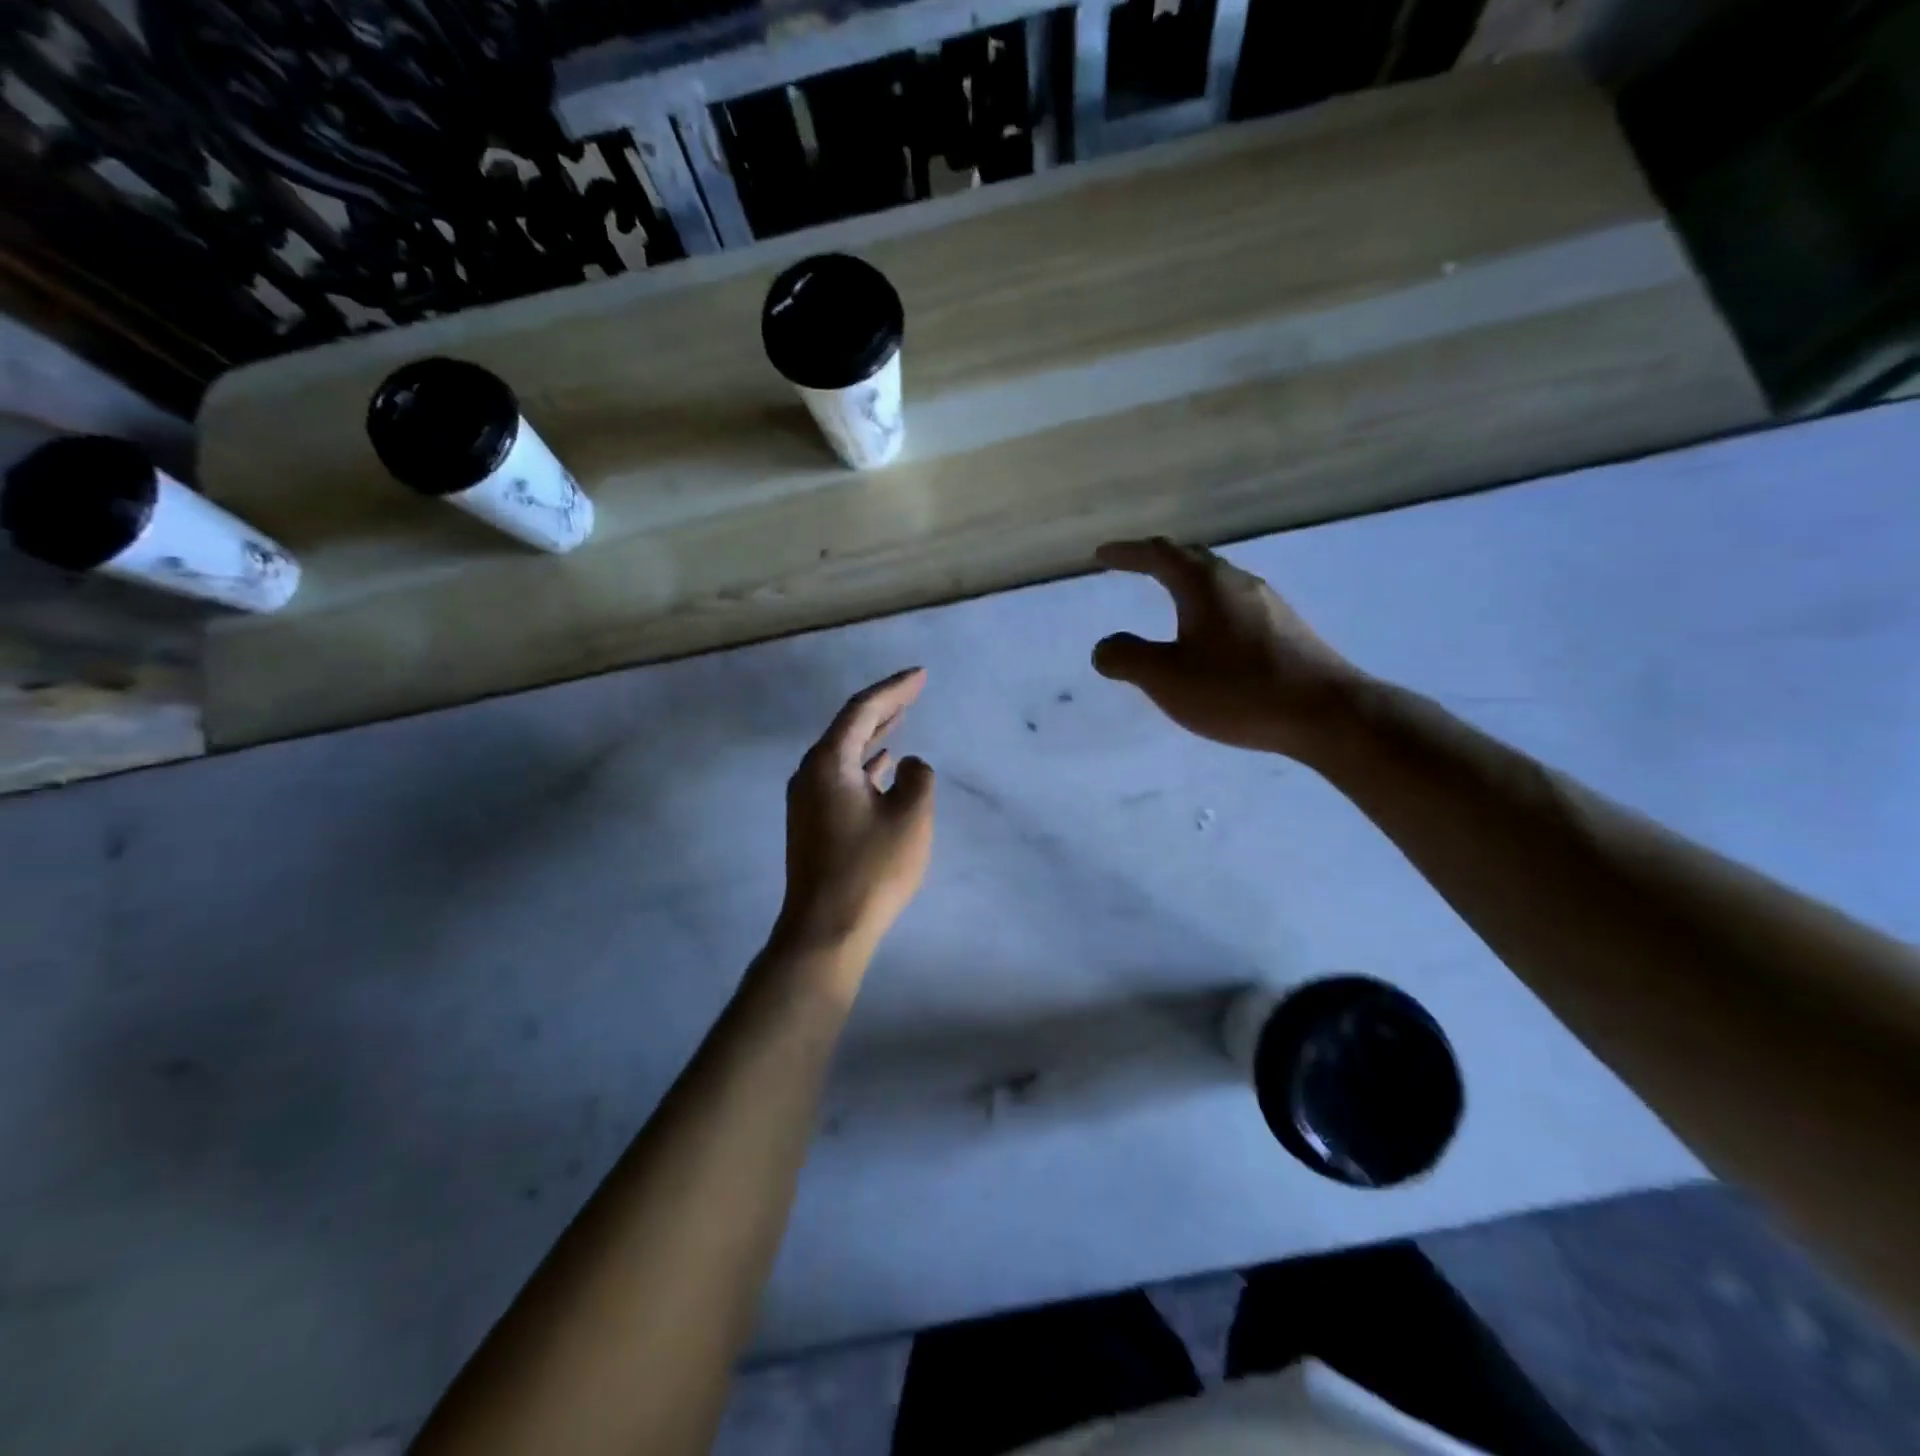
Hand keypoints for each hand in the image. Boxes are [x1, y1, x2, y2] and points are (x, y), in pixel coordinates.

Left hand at [772, 668, 935, 975]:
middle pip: (849, 727)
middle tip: (914, 689)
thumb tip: (906, 765)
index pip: (863, 709)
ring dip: (874, 735)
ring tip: (901, 718)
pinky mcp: (812, 823)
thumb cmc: (871, 869)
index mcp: (829, 762)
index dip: (895, 689)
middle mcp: (810, 773)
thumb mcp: (910, 817)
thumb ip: (917, 778)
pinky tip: (883, 766)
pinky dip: (865, 764)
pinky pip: (842, 777)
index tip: (921, 674)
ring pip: (845, 754)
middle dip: (884, 706)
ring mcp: (807, 800)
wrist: (825, 930)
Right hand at [1092, 538, 1362, 756]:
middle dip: (1158, 560)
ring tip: (1168, 598)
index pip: (1159, 554)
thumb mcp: (1167, 678)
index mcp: (1205, 585)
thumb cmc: (1238, 690)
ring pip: (1218, 581)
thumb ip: (1127, 658)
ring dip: (1187, 583)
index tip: (1102, 555)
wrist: (1326, 713)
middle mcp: (1238, 582)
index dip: (1127, 553)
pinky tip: (1210, 635)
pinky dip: (1209, 607)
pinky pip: (1235, 604)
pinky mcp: (1286, 629)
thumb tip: (1104, 647)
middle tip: (1134, 567)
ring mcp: (1268, 604)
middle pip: (1192, 558)